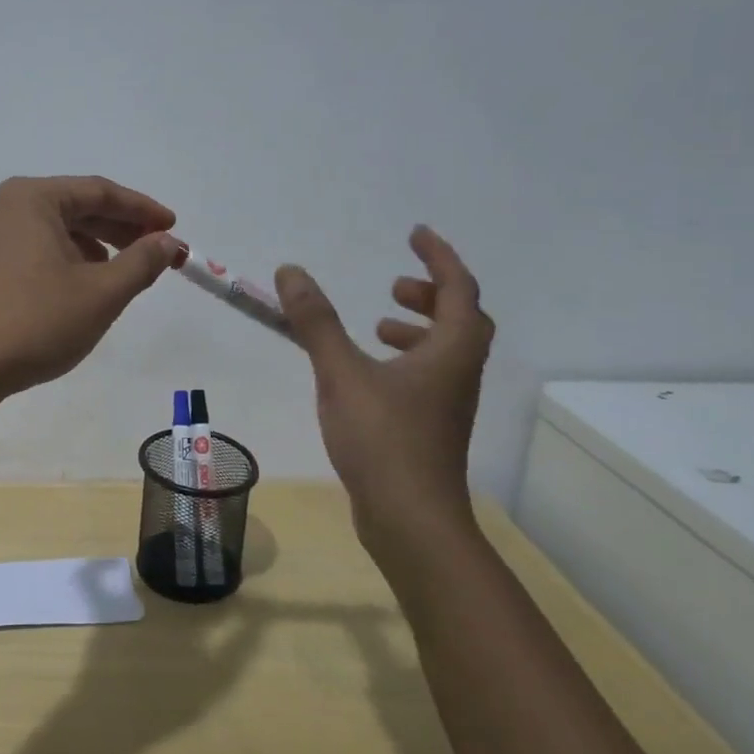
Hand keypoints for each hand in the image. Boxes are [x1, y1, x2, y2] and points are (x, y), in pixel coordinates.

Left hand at [0, 175, 183, 399]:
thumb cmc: (38, 322)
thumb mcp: (103, 292)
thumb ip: (142, 261)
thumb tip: (168, 242)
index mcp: (32, 198)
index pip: (99, 192)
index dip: (141, 210)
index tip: (173, 229)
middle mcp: (2, 207)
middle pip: (71, 208)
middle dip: (116, 229)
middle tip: (153, 250)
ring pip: (45, 231)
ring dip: (84, 246)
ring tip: (113, 273)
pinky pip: (16, 254)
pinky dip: (43, 262)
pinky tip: (50, 278)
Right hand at [274, 226, 493, 560]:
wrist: (410, 519)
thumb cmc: (382, 439)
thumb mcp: (341, 372)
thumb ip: (316, 321)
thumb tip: (292, 271)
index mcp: (450, 352)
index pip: (458, 288)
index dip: (439, 256)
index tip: (415, 234)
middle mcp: (458, 374)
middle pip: (461, 320)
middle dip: (431, 294)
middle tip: (394, 286)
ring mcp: (447, 406)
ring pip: (445, 352)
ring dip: (418, 329)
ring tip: (377, 326)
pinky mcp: (430, 430)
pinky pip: (427, 377)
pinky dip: (405, 360)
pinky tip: (367, 375)